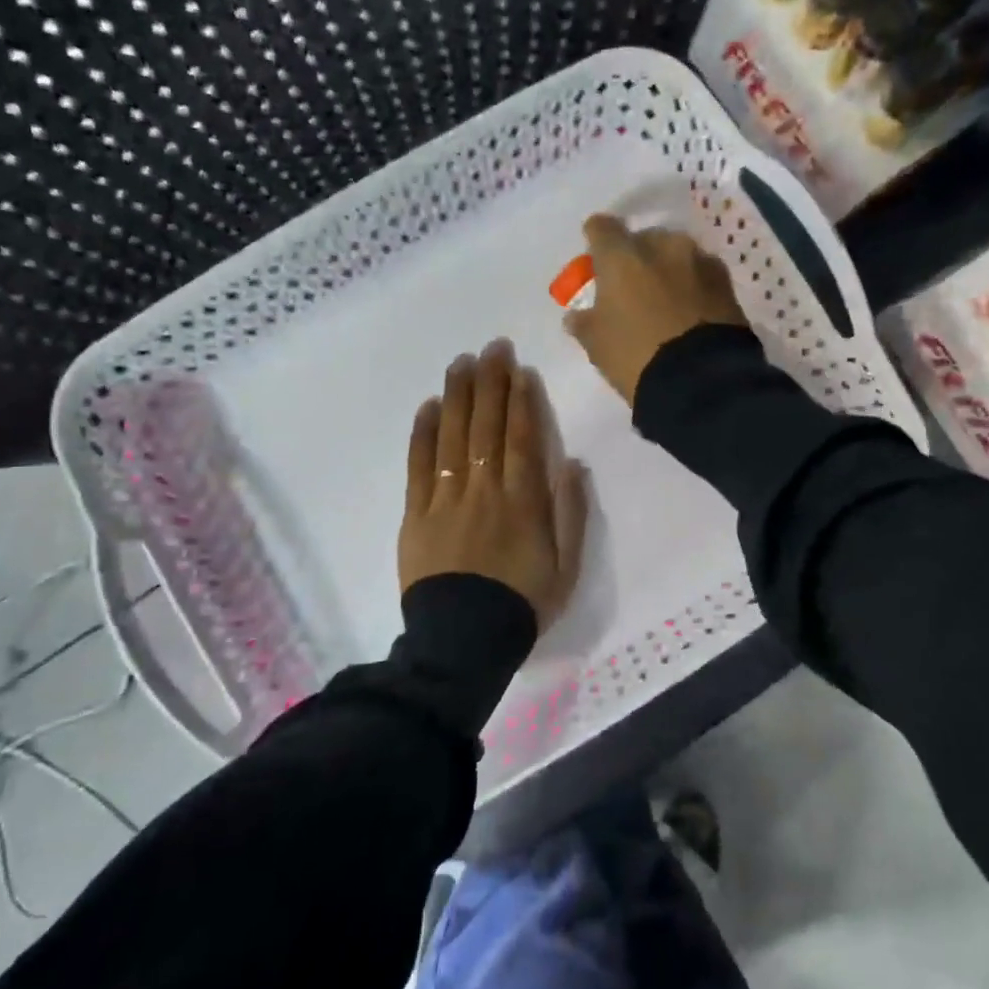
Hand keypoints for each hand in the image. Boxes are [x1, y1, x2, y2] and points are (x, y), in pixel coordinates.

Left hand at [399, 341, 587, 628]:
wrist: (464, 642)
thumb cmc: (522, 604)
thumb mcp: (567, 566)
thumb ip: (571, 512)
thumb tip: (571, 462)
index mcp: (523, 500)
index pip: (521, 437)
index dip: (520, 399)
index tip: (519, 368)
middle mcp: (484, 489)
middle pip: (486, 426)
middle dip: (490, 383)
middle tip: (491, 347)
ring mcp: (446, 499)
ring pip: (453, 436)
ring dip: (458, 396)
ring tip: (461, 362)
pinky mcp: (416, 513)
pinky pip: (419, 465)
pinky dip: (423, 433)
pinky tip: (429, 406)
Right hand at [564, 214, 747, 406]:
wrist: (702, 380)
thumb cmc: (636, 356)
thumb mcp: (597, 345)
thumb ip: (584, 323)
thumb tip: (577, 316)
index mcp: (622, 256)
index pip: (602, 228)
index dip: (596, 240)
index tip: (596, 260)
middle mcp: (662, 245)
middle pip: (644, 239)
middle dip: (637, 257)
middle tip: (633, 288)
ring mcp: (699, 260)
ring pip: (677, 254)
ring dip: (669, 269)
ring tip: (667, 301)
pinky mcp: (727, 282)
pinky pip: (702, 275)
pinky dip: (694, 286)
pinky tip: (691, 311)